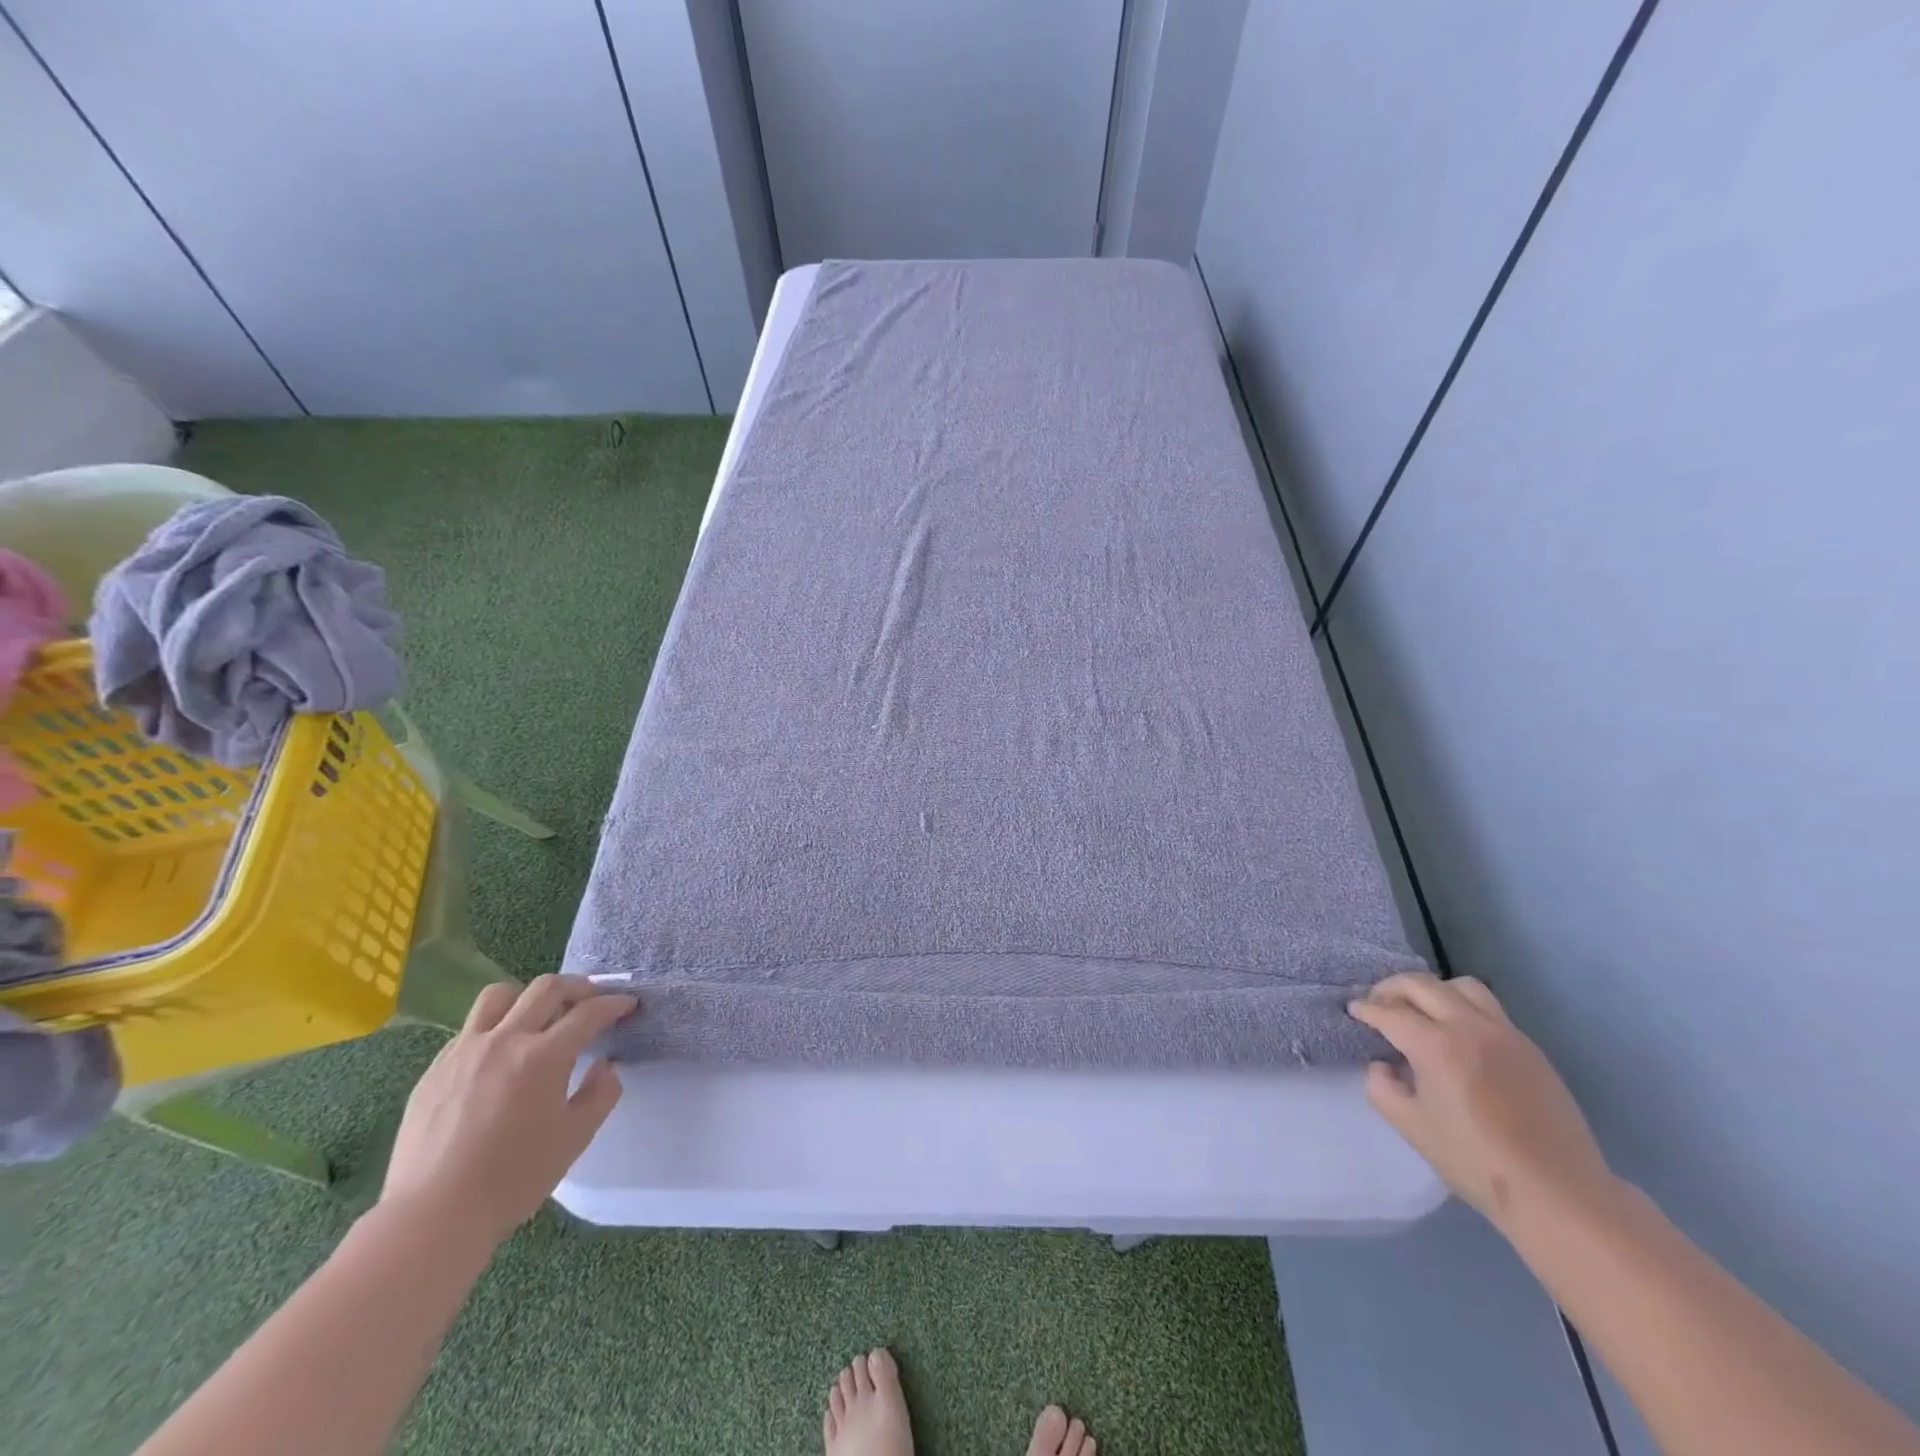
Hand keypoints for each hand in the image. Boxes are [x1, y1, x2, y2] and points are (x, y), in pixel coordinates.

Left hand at [381, 974, 638, 1245]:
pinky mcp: (435, 1068)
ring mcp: (465, 1051)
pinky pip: (470, 1028)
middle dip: (579, 986)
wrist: (433, 1216)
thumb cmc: (513, 1179)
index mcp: (544, 1056)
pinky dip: (495, 1027)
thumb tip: (604, 1065)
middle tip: (592, 1000)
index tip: (628, 1005)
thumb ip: (601, 1093)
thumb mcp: (575, 1138)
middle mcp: (505, 1040)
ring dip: (529, 996)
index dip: (615, 1003)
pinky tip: (500, 1055)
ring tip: (540, 1015)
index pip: (589, 1012)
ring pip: (500, 995)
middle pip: (547, 988)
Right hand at [1349, 972, 1615, 1233]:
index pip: (1389, 1012)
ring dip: (1433, 991)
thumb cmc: (1476, 1161)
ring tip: (1421, 1011)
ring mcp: (1505, 1034)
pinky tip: (1458, 1037)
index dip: (1366, 1009)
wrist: (1558, 1193)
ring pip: (1462, 987)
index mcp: (1436, 1046)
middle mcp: (1470, 1027)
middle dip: (1391, 988)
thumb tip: (1383, 1066)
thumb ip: (1382, 1088)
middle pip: (1422, 985)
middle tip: (1378, 1004)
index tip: (1353, 1010)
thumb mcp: (1412, 1128)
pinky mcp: (1530, 1048)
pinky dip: (1462, 1008)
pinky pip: (1489, 1009)